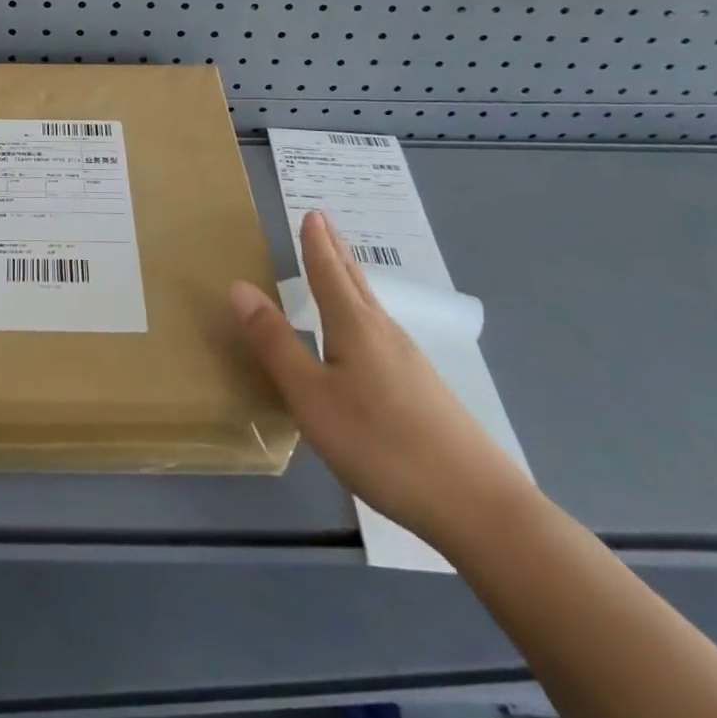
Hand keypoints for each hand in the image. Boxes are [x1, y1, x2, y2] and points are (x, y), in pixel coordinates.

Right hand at [230, 211, 529, 549]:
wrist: (477, 505)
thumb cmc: (381, 443)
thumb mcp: (311, 397)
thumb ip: (275, 343)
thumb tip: (239, 287)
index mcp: (354, 326)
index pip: (327, 272)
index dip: (315, 243)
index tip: (312, 212)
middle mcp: (383, 333)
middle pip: (354, 281)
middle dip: (336, 250)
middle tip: (324, 222)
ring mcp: (409, 362)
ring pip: (371, 306)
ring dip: (351, 278)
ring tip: (339, 267)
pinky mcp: (424, 390)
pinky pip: (382, 332)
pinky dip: (364, 312)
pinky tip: (366, 336)